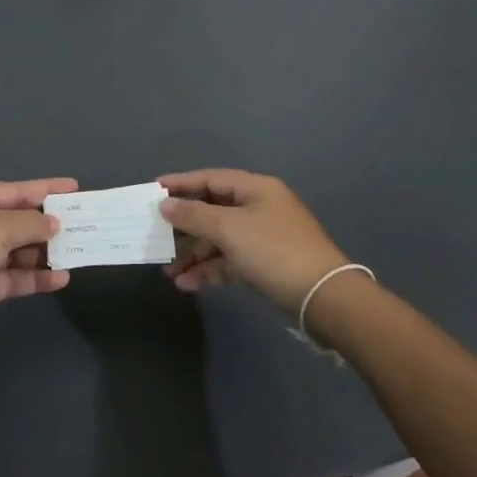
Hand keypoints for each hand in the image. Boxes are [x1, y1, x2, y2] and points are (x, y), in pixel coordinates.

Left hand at [0, 180, 75, 349]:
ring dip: (44, 253)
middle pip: (16, 221)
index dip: (45, 189)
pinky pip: (12, 277)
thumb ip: (30, 224)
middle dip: (47, 225)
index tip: (74, 188)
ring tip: (77, 253)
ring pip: (16, 251)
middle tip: (82, 225)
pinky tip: (60, 279)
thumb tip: (53, 223)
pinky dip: (34, 277)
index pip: (14, 190)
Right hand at [159, 169, 351, 315]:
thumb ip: (194, 215)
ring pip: (219, 240)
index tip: (153, 190)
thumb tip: (166, 205)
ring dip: (193, 255)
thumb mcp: (229, 228)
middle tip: (157, 237)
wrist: (323, 298)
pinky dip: (209, 271)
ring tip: (168, 273)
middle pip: (213, 210)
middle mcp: (259, 208)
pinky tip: (187, 285)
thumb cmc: (273, 250)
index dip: (181, 183)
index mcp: (256, 189)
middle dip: (184, 228)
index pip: (211, 179)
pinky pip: (229, 262)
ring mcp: (263, 238)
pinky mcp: (265, 266)